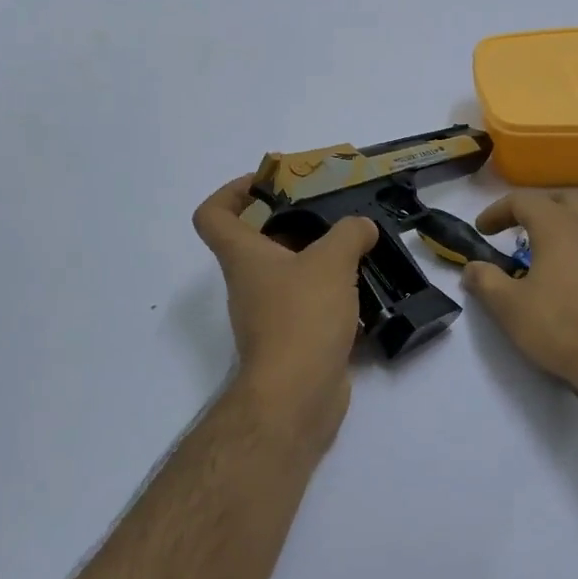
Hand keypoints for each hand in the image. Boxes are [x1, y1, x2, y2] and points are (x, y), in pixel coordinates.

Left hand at [193, 176, 377, 426]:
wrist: (297, 394)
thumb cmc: (302, 317)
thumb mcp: (331, 262)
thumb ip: (349, 234)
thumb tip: (362, 227)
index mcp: (243, 257)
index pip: (213, 215)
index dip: (232, 192)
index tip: (267, 184)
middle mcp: (249, 284)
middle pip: (259, 244)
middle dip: (293, 224)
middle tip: (332, 215)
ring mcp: (268, 317)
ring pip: (289, 276)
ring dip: (318, 262)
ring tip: (357, 250)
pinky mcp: (292, 342)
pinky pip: (309, 307)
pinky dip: (332, 297)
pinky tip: (364, 292)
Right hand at [462, 192, 577, 396]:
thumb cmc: (560, 328)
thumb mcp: (509, 307)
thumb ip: (485, 281)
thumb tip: (472, 268)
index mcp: (559, 227)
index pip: (524, 201)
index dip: (498, 210)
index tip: (482, 230)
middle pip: (563, 199)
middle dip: (537, 207)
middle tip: (517, 228)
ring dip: (567, 222)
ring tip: (549, 246)